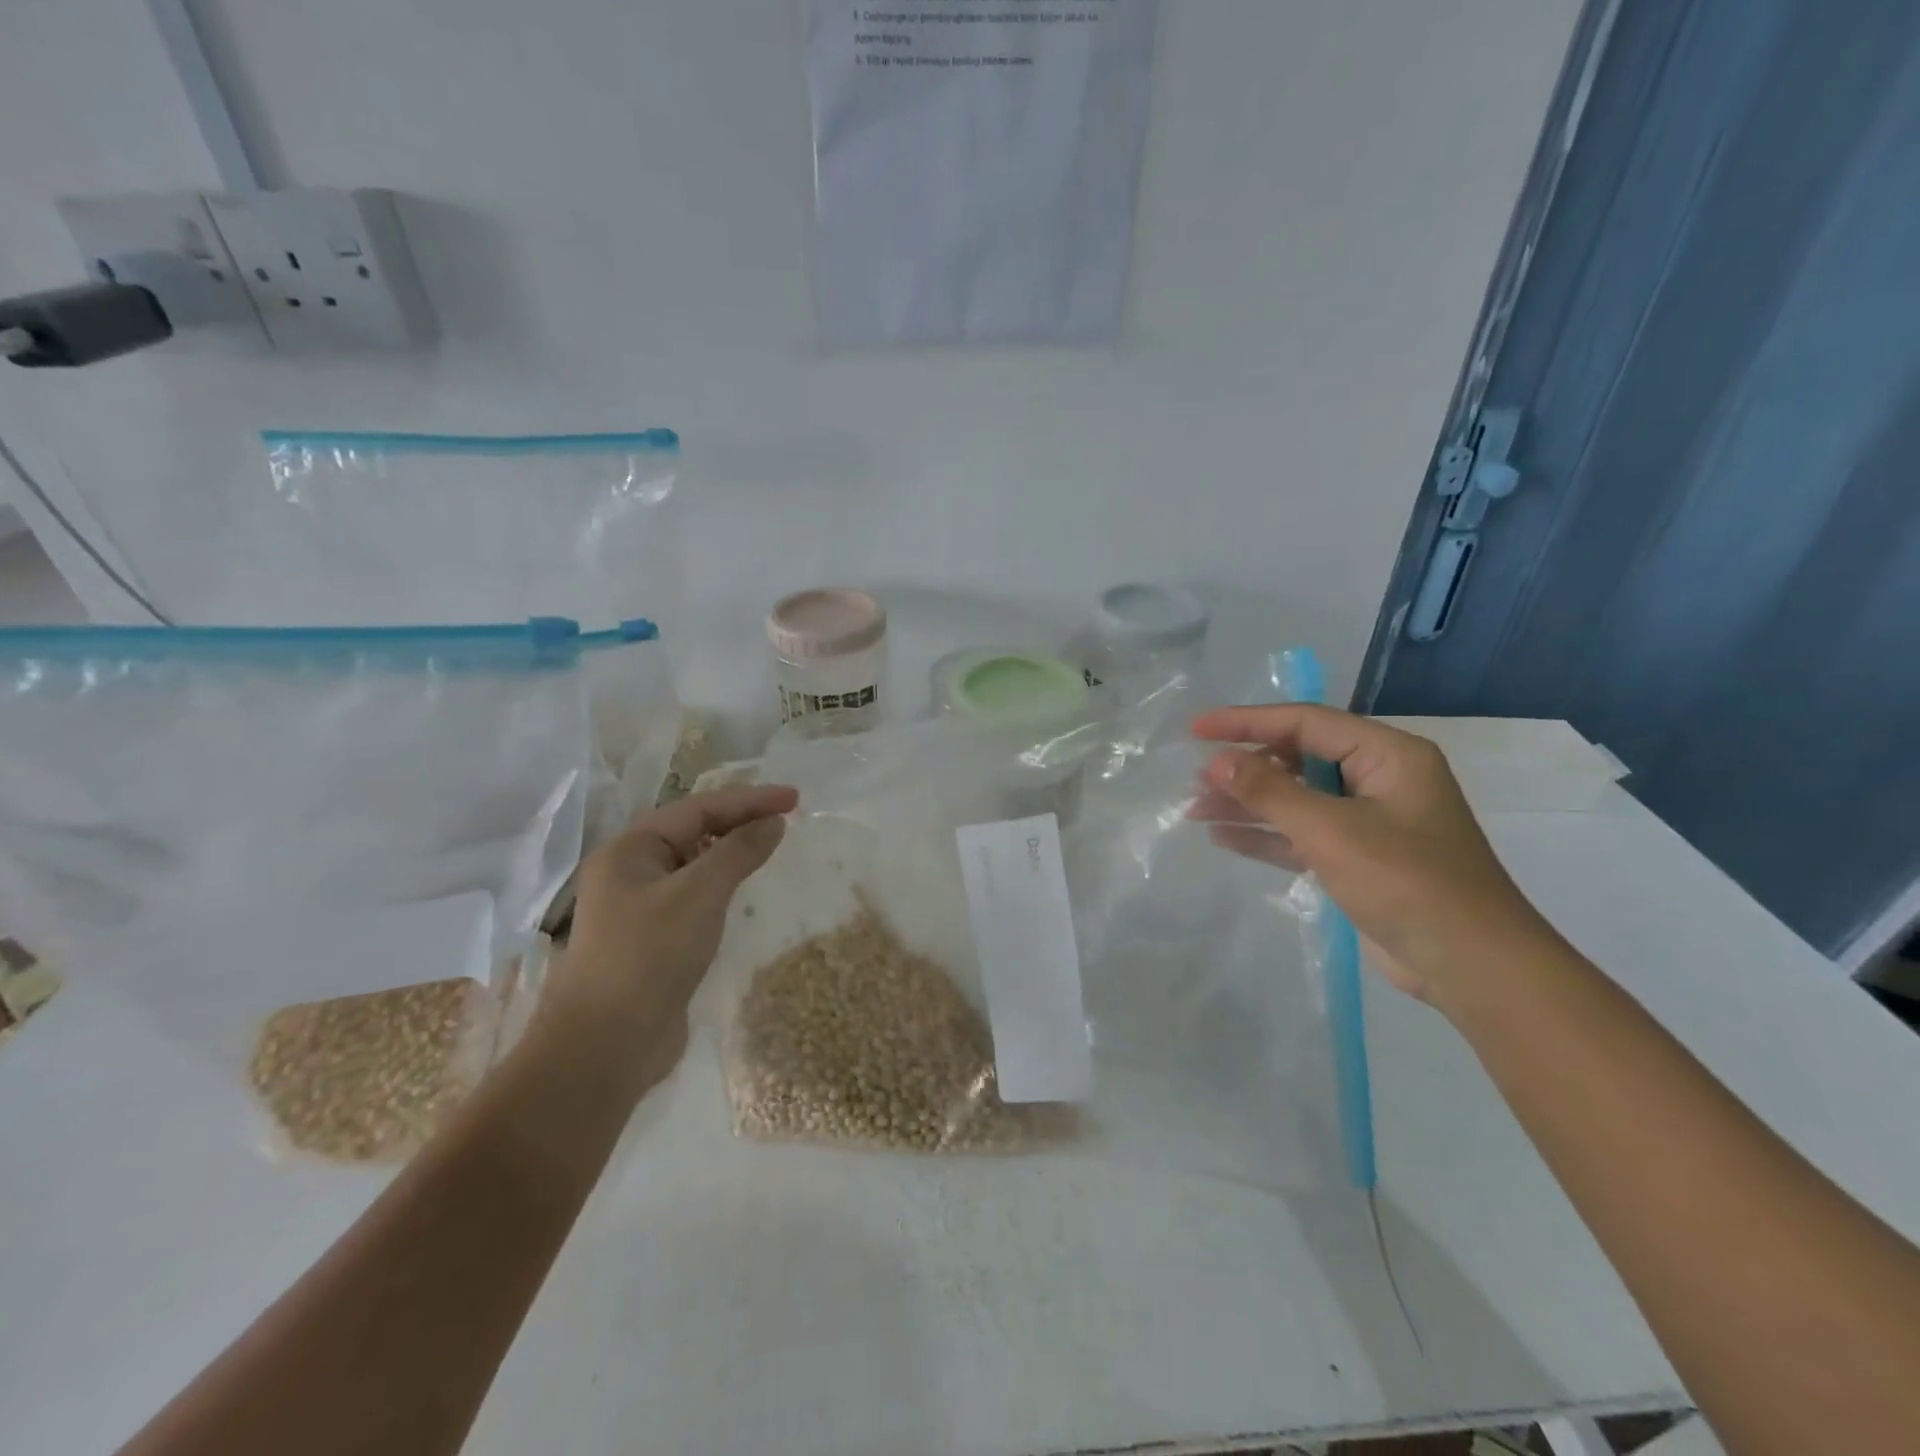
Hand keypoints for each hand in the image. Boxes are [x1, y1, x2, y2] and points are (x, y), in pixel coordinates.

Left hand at [538, 784, 797, 1083]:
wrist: (605, 1046)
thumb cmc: (649, 955)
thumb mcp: (700, 893)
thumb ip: (739, 852)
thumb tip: (774, 822)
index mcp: (630, 850)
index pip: (698, 809)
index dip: (748, 800)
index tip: (794, 798)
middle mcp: (630, 872)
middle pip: (693, 832)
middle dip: (740, 821)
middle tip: (786, 818)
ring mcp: (639, 908)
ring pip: (694, 865)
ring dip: (731, 853)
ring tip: (770, 847)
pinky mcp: (653, 941)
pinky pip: (694, 898)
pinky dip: (722, 887)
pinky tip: (743, 893)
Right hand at [1191, 704, 1553, 1004]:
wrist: (1471, 967)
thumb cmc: (1406, 882)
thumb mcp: (1332, 831)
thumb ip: (1270, 791)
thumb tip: (1217, 761)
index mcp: (1386, 755)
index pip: (1306, 722)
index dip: (1247, 722)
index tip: (1197, 729)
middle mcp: (1377, 779)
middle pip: (1298, 759)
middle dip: (1245, 769)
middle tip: (1195, 780)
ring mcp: (1368, 821)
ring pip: (1295, 799)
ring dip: (1248, 803)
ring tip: (1195, 808)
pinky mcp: (1357, 859)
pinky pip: (1301, 835)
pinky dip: (1265, 835)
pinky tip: (1223, 836)